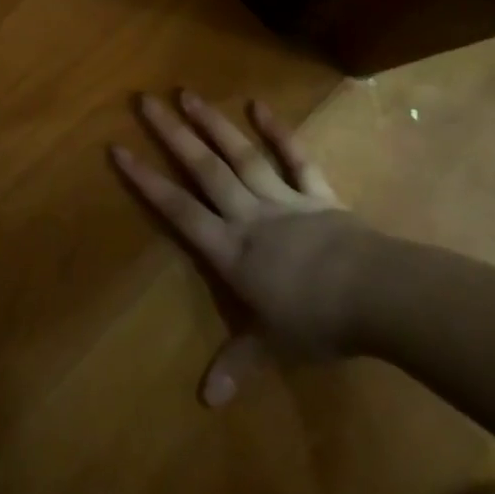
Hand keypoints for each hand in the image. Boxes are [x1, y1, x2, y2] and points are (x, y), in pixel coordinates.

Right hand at [110, 91, 381, 406]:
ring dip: (213, 123)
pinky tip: (258, 104)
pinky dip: (278, 131)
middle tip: (145, 100)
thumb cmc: (317, 322)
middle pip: (203, 169)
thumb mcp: (273, 347)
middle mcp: (248, 215)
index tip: (119, 149)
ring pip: (240, 155)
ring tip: (187, 92)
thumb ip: (238, 362)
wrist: (375, 295)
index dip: (147, 180)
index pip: (179, 210)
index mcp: (231, 250)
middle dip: (171, 134)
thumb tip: (206, 400)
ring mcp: (282, 198)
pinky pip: (294, 157)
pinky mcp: (315, 191)